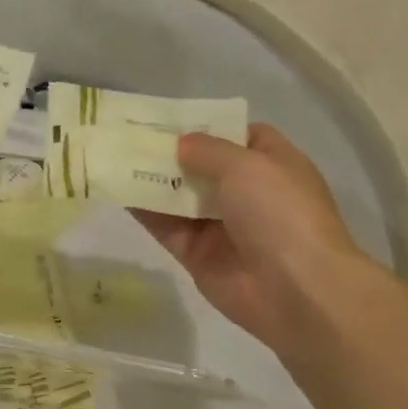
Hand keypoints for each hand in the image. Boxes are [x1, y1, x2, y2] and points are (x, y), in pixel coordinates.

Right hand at [135, 124, 370, 353]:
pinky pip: (166, 227)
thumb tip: (180, 143)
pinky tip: (117, 191)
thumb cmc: (279, 213)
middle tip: (130, 135)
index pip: (241, 137)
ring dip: (151, 180)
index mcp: (273, 166)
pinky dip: (144, 211)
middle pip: (204, 167)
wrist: (292, 288)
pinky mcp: (196, 255)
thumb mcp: (247, 165)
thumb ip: (208, 149)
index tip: (172, 119)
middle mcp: (248, 194)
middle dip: (171, 153)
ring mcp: (221, 226)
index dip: (210, 126)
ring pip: (180, 198)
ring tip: (115, 158)